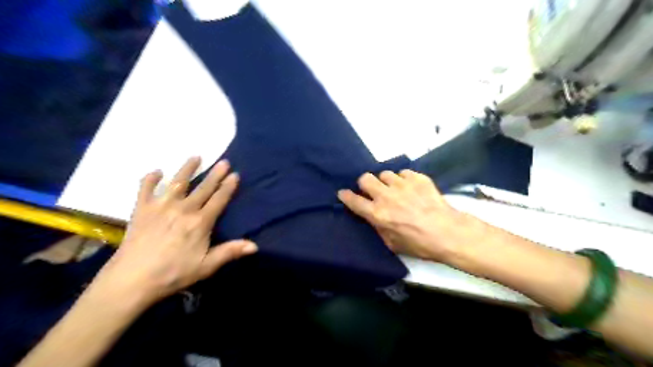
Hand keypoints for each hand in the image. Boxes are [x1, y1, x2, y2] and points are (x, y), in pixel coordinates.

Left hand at [94, 156, 255, 307]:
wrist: (132, 280)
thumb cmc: (173, 273)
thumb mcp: (207, 266)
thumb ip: (230, 252)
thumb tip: (255, 246)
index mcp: (200, 222)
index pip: (219, 199)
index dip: (228, 187)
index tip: (235, 174)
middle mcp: (183, 209)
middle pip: (203, 188)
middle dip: (215, 174)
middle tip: (224, 161)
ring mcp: (161, 207)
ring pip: (178, 182)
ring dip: (188, 169)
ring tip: (196, 156)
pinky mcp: (141, 210)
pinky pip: (145, 189)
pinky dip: (150, 179)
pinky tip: (157, 171)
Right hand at [340, 171, 478, 262]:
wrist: (448, 232)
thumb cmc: (419, 243)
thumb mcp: (392, 243)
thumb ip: (378, 227)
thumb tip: (372, 217)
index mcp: (377, 214)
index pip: (354, 200)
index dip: (346, 196)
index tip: (343, 193)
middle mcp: (386, 196)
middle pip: (365, 178)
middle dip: (365, 184)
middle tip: (373, 191)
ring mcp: (402, 184)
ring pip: (385, 174)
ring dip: (386, 182)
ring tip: (395, 190)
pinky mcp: (417, 178)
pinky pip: (404, 173)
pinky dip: (404, 179)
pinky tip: (411, 188)